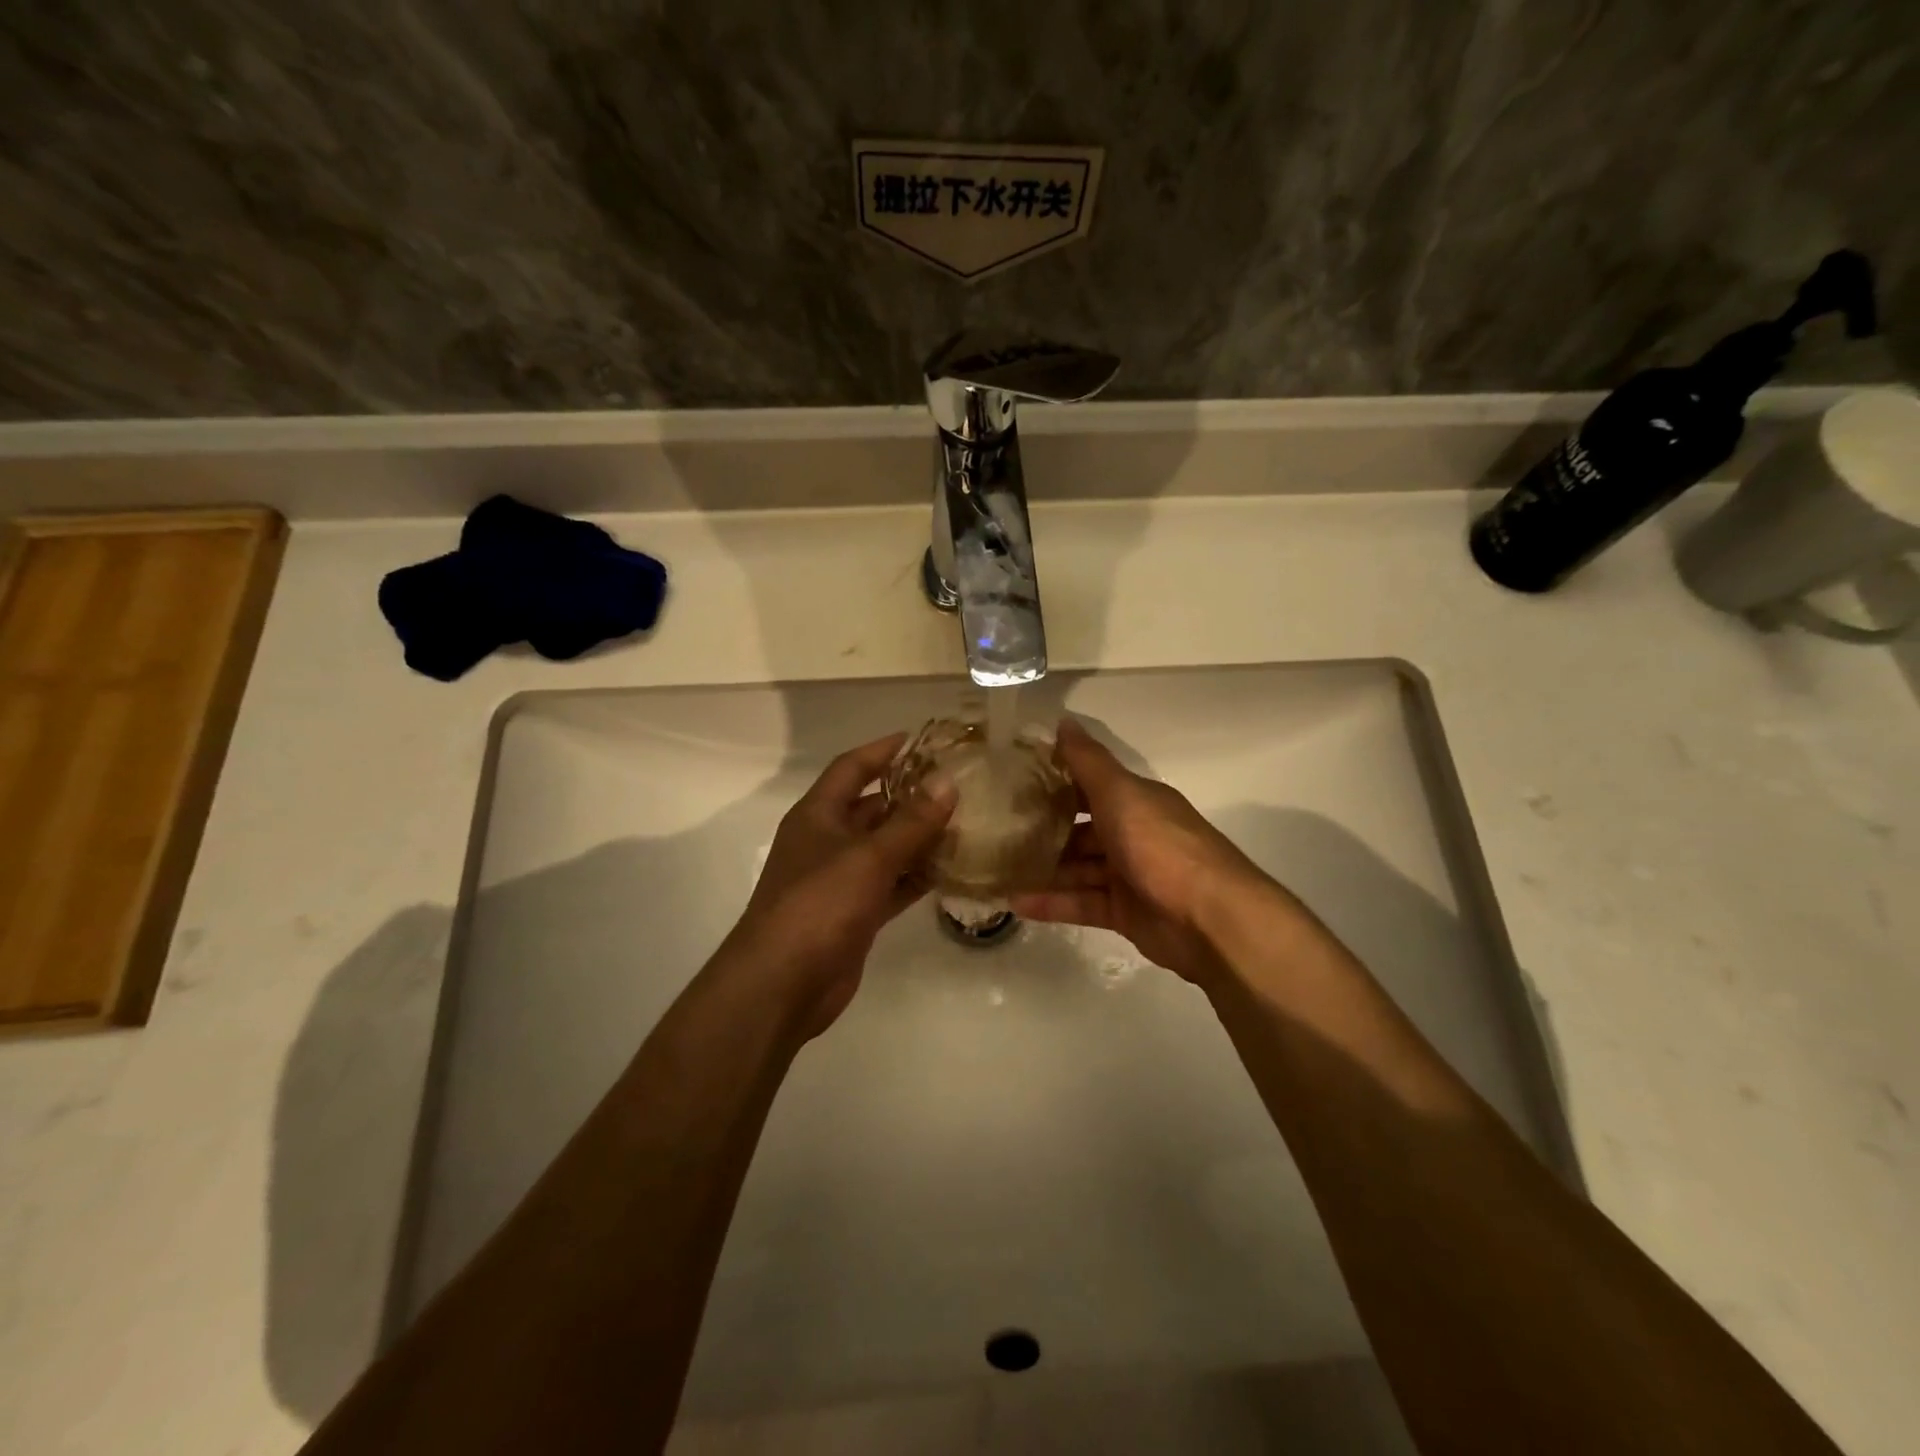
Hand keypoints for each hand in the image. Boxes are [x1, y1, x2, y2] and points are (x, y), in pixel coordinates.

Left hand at [721, 733, 955, 1038]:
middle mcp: (827, 841)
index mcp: (818, 815)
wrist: (782, 984)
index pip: (852, 767)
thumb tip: (947, 783)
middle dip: (912, 796)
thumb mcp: (868, 857)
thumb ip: (911, 822)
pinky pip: (892, 885)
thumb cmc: (819, 905)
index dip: (883, 749)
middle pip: (873, 807)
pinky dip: (917, 877)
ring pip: (887, 848)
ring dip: (920, 839)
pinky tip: (953, 871)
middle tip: (959, 787)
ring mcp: (840, 879)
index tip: (922, 739)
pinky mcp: (855, 913)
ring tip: (967, 825)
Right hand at [1011, 719, 1270, 987]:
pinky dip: (1052, 902)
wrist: (1210, 919)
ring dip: (1043, 869)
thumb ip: (1088, 762)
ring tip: (998, 869)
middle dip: (1043, 830)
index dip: (1055, 780)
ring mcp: (1129, 875)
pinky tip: (1016, 901)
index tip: (1012, 779)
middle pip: (1080, 829)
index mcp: (1136, 801)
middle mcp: (1133, 834)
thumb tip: (1063, 720)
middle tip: (996, 830)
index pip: (1089, 785)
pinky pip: (1082, 903)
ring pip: (1078, 868)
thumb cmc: (1161, 847)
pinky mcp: (1125, 913)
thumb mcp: (1121, 795)